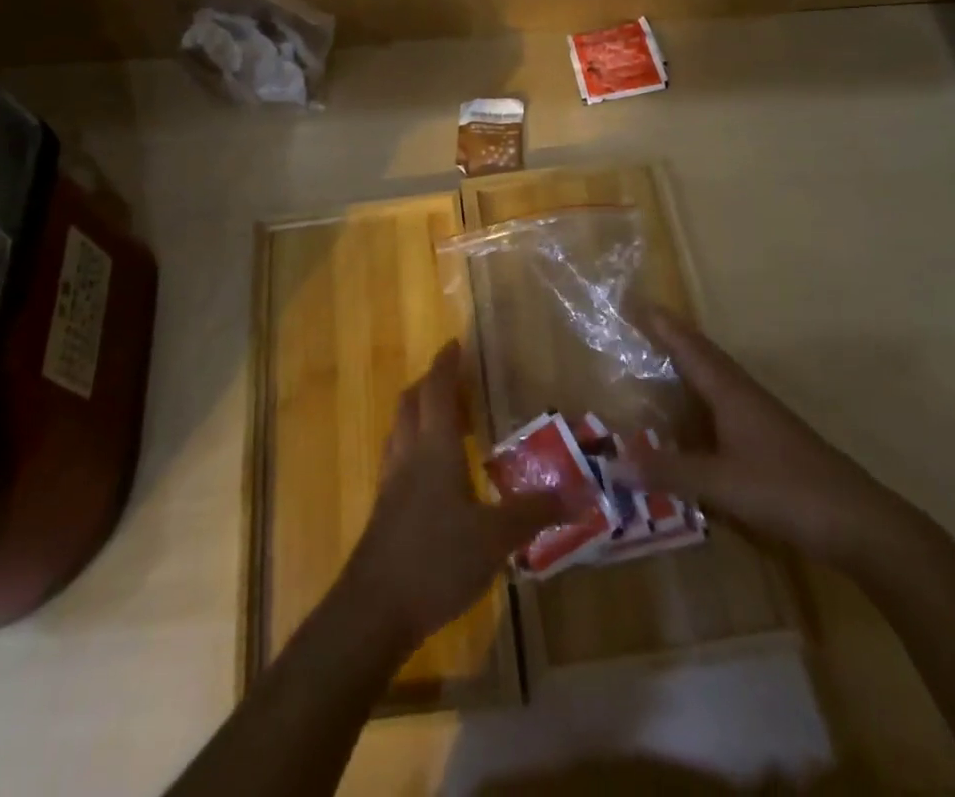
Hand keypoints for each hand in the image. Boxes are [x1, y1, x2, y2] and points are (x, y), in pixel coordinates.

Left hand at [341, 342, 565, 650]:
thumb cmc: (436, 559)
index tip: (455, 344)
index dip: (445, 365)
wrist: (373, 610)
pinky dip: (413, 446)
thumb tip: (581, 494)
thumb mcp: (496, 537)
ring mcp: (391, 484)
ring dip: (418, 412)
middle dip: (429, 383)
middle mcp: (408, 455)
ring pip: (400, 430)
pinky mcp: (384, 511)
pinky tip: (431, 472)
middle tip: (453, 377)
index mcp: (434, 447)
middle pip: (411, 403)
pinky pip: (398, 458)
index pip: (436, 390)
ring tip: (443, 417)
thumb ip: (535, 513)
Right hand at [633, 314, 911, 568]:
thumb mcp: (721, 483)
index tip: (631, 298)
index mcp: (729, 390)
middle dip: (667, 338)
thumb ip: (668, 472)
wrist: (859, 522)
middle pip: (698, 355)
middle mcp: (741, 394)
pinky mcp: (766, 441)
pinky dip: (695, 405)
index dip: (659, 322)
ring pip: (710, 381)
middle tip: (633, 324)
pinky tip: (686, 424)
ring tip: (650, 365)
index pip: (687, 345)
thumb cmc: (786, 490)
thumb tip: (612, 462)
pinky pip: (719, 409)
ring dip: (682, 368)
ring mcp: (757, 417)